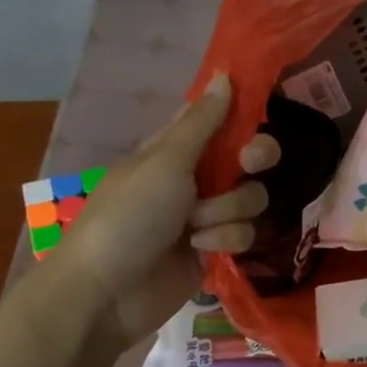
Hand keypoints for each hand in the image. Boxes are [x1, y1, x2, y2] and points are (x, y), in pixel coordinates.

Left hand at [0, 73, 278, 366]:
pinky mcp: (214, 250)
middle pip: (247, 160)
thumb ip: (202, 123)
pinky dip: (224, 241)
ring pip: (250, 200)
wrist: (109, 291)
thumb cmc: (129, 216)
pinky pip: (243, 235)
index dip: (244, 120)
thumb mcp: (164, 162)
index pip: (220, 122)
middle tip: (246, 168)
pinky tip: (199, 251)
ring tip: (195, 229)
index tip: (257, 119)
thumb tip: (226, 75)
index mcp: (175, 148)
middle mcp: (194, 178)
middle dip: (251, 165)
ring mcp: (206, 216)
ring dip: (227, 213)